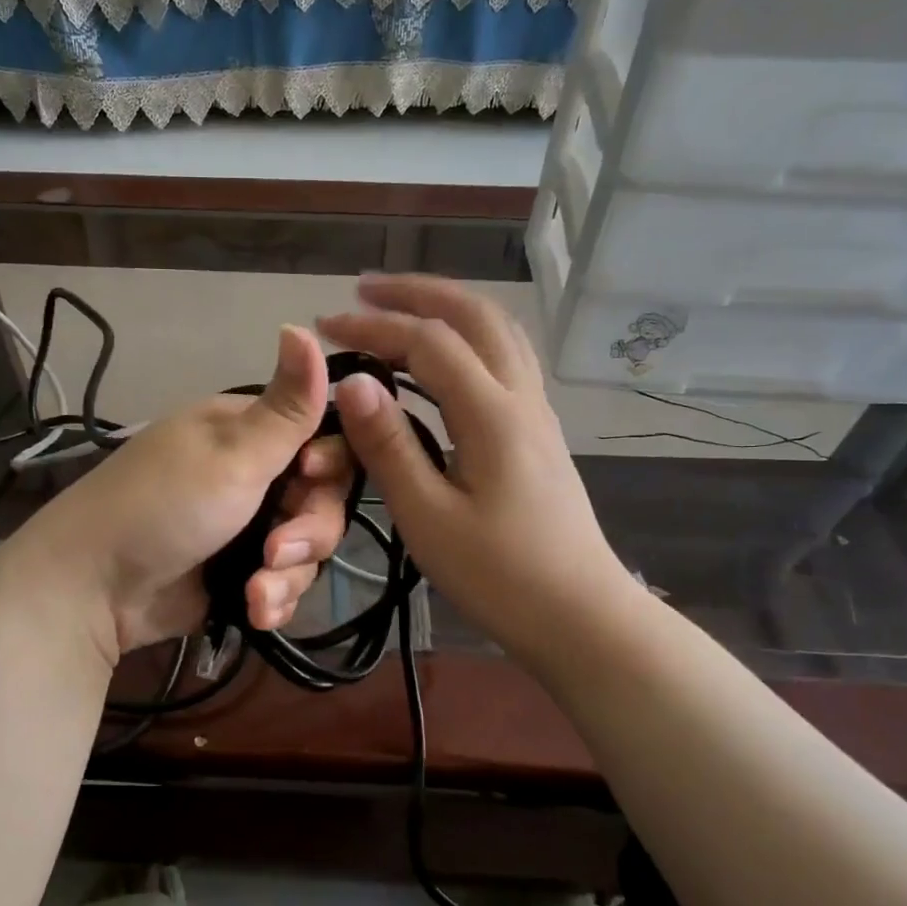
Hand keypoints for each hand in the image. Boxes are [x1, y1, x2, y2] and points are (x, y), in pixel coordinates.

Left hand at [11, 326, 352, 660]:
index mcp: (249, 432)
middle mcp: (252, 475)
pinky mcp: (239, 573)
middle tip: (277, 553)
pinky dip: (272, 599)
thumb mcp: (232, 455)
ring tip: (255, 593)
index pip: (322, 438)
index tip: (311, 478)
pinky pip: (283, 583)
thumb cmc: (163, 506)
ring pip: (306, 549)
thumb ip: (286, 406)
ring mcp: (246, 527)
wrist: (93, 588)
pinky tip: (254, 611)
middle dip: (308, 533)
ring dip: (288, 576)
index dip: (329, 464)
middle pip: (320, 500)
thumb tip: (304, 324)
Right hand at [319, 275, 642, 674]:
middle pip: (475, 315)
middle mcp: (521, 397)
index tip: (326, 326)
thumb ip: (390, 446)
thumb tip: (352, 382)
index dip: (374, 326)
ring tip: (399, 311)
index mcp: (492, 414)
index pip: (428, 342)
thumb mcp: (429, 517)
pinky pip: (505, 358)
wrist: (580, 615)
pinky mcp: (539, 431)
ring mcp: (537, 412)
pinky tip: (442, 359)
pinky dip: (467, 337)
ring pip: (498, 331)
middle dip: (417, 292)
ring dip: (447, 308)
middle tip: (365, 290)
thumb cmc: (499, 576)